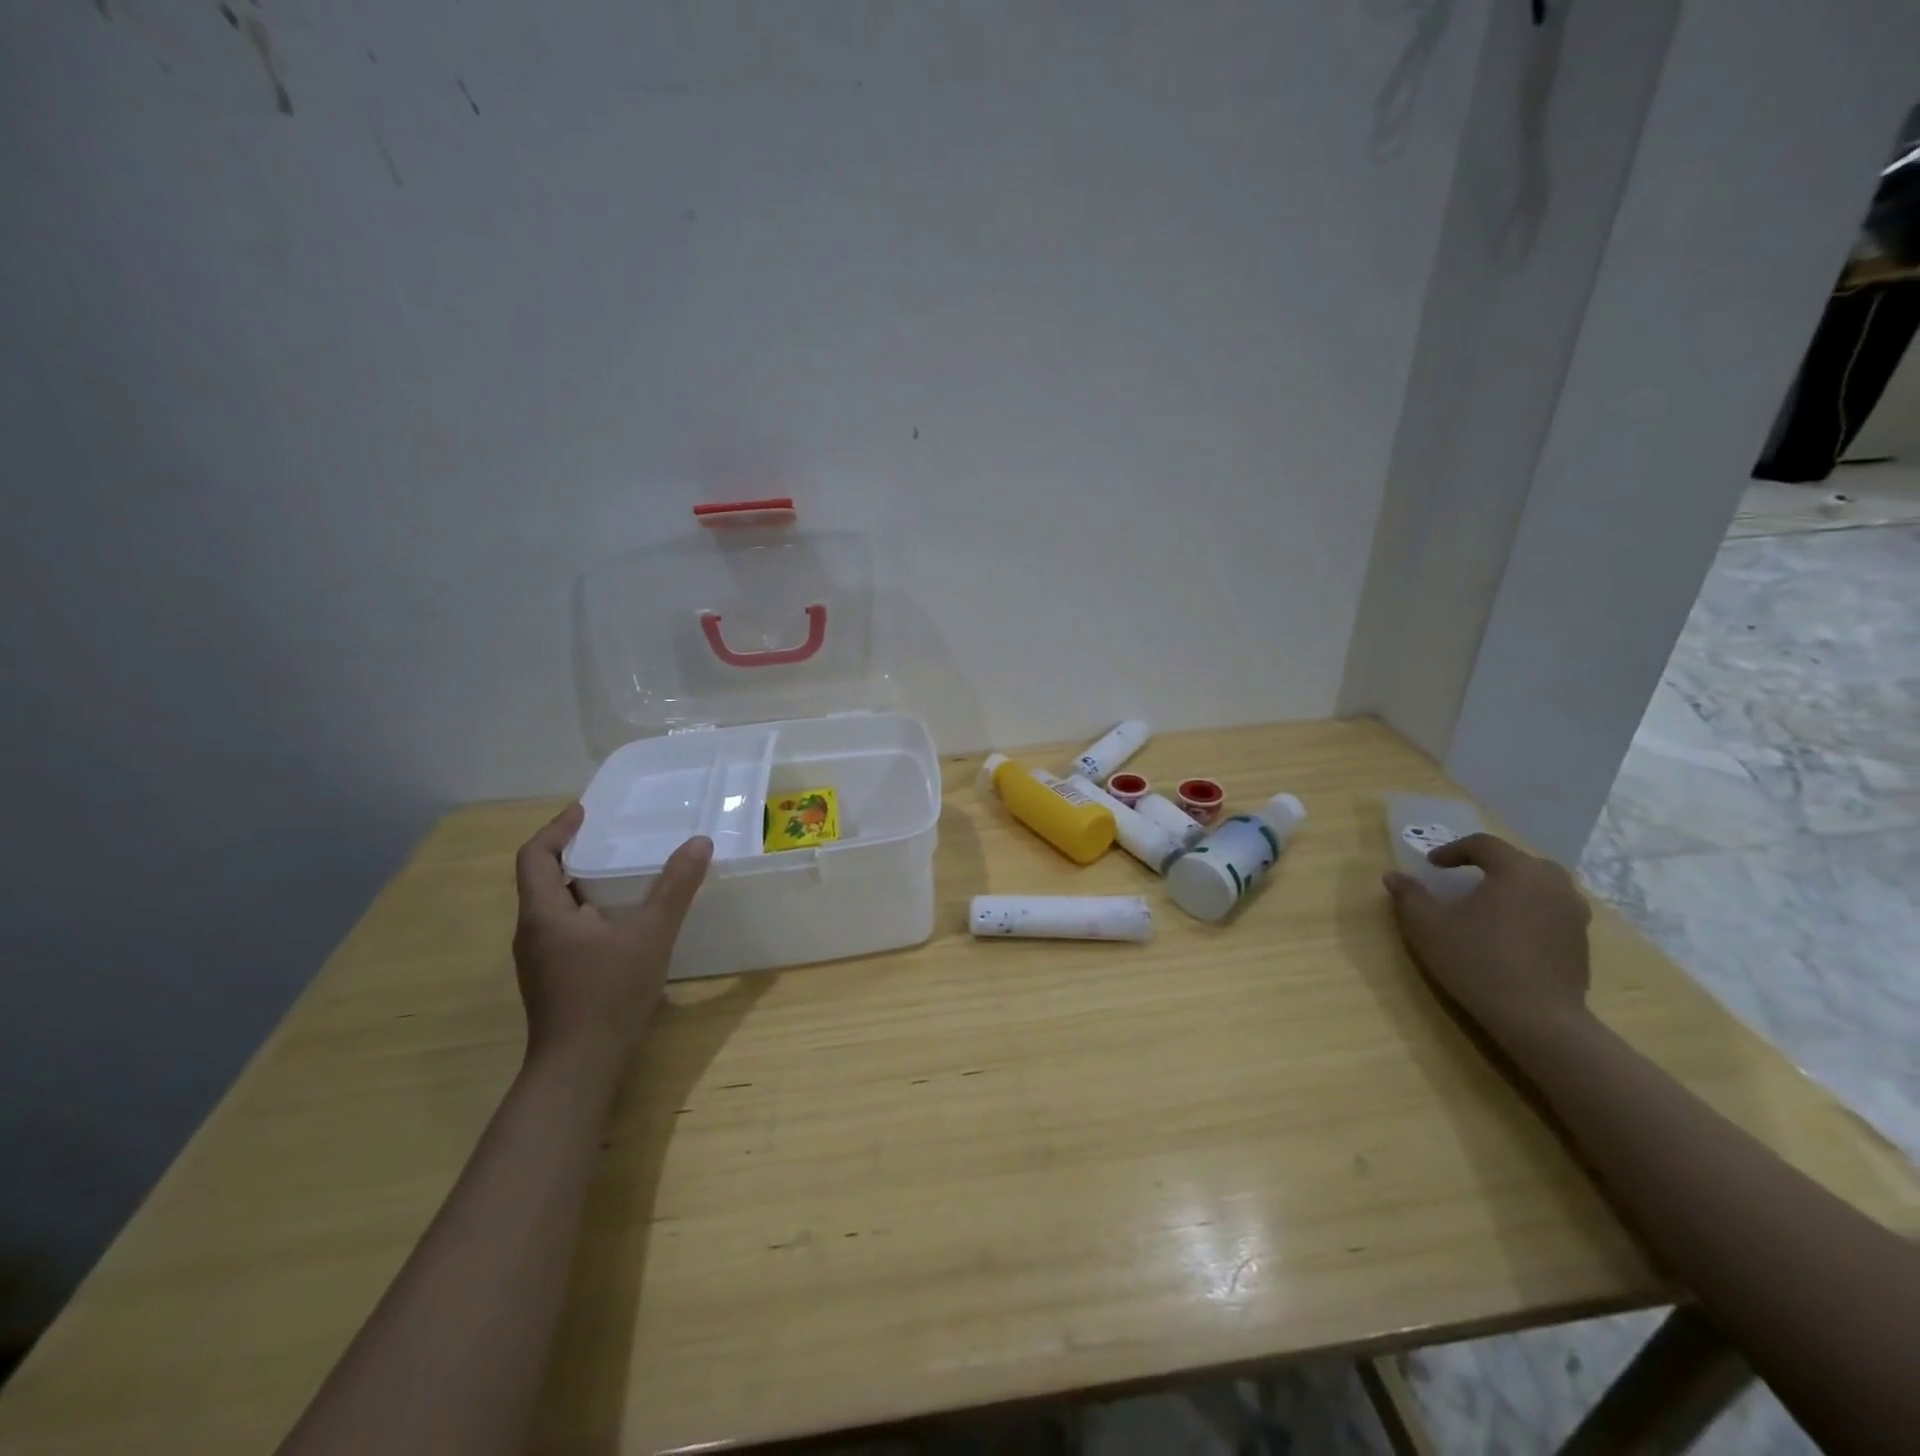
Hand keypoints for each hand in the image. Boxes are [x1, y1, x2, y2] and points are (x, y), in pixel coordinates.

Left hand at [511, 803, 711, 1073]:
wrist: (578, 1068)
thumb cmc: (608, 994)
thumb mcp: (651, 934)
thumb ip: (675, 887)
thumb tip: (699, 842)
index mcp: (544, 914)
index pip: (535, 856)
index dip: (557, 828)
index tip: (584, 811)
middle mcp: (533, 932)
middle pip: (542, 879)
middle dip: (572, 852)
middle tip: (610, 836)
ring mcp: (539, 959)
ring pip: (554, 906)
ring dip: (580, 882)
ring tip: (620, 871)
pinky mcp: (552, 979)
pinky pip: (564, 929)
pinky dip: (587, 910)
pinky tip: (620, 920)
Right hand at [1383, 832, 1592, 1050]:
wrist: (1538, 1018)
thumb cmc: (1477, 961)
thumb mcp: (1428, 927)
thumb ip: (1410, 896)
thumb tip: (1394, 876)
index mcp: (1516, 872)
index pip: (1484, 845)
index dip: (1453, 850)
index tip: (1432, 865)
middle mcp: (1552, 884)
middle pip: (1520, 861)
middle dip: (1491, 865)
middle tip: (1466, 880)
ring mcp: (1573, 914)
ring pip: (1543, 886)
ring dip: (1515, 888)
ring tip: (1490, 906)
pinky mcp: (1582, 943)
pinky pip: (1553, 911)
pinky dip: (1531, 911)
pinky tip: (1511, 935)